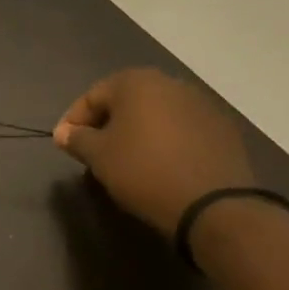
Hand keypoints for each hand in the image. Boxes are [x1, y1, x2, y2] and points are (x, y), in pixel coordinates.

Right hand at [53, 68, 254, 236]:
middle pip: (125, 102)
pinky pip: (183, 131)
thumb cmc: (145, 171)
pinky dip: (168, 143)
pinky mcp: (224, 130)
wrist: (217, 207)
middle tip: (97, 153)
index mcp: (135, 81)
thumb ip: (77, 139)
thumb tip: (64, 133)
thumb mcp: (99, 157)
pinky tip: (164, 167)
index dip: (74, 121)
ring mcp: (201, 104)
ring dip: (139, 133)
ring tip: (130, 162)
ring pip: (156, 115)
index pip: (92, 96)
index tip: (67, 146)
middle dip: (108, 125)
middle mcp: (168, 83)